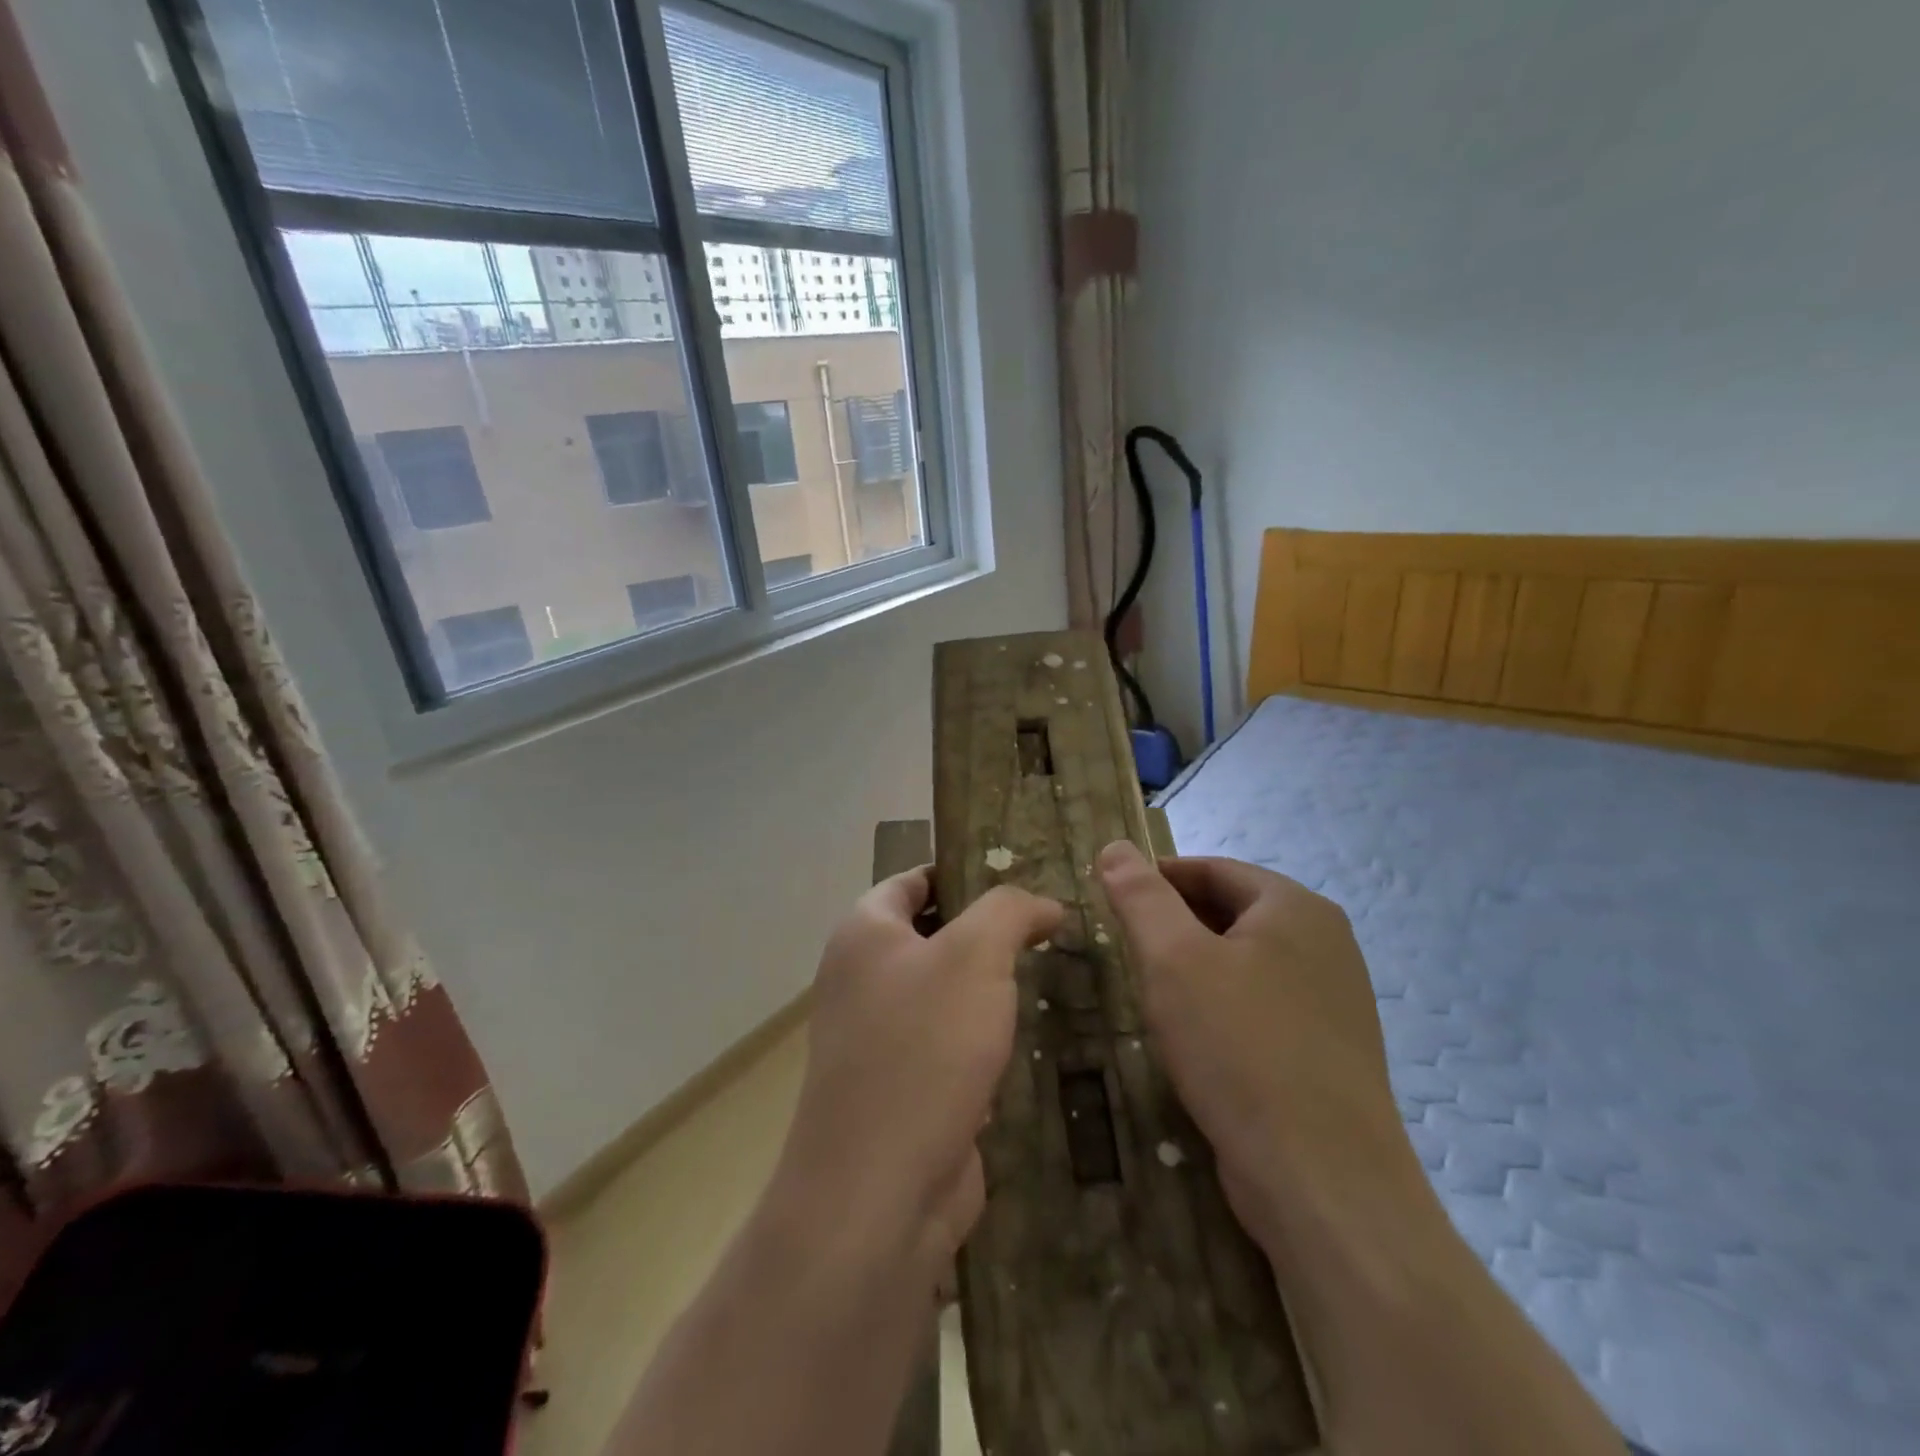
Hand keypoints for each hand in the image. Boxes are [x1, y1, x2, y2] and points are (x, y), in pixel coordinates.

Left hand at [774, 867, 1062, 1269]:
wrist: (880, 1193)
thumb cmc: (923, 1049)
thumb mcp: (975, 955)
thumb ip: (1009, 911)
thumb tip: (1043, 904)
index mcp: (864, 934)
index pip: (913, 880)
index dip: (963, 871)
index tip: (1021, 875)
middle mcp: (862, 980)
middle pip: (932, 935)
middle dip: (988, 931)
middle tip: (1050, 927)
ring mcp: (880, 1039)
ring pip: (946, 994)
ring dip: (991, 990)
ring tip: (1053, 975)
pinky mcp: (904, 1090)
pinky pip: (950, 1046)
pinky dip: (986, 1041)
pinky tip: (1031, 1041)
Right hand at [1096, 841, 1420, 1252]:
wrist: (1324, 1182)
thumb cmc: (1240, 1049)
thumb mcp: (1173, 960)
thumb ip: (1141, 897)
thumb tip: (1115, 846)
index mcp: (1295, 907)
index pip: (1212, 869)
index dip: (1157, 878)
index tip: (1113, 900)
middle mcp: (1325, 942)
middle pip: (1232, 911)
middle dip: (1175, 923)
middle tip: (1126, 949)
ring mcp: (1334, 999)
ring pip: (1245, 961)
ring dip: (1196, 966)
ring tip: (1153, 992)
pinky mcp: (1330, 1050)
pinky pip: (1263, 1004)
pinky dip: (1223, 1004)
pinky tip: (1197, 1038)